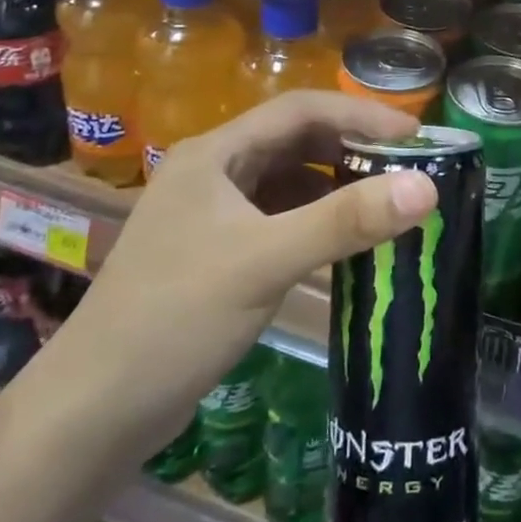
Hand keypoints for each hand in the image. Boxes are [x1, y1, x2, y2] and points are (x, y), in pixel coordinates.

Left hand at [45, 92, 438, 450]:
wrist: (92, 412)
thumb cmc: (175, 319)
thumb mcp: (266, 262)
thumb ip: (346, 221)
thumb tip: (428, 187)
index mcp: (215, 154)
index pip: (300, 110)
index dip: (360, 115)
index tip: (415, 136)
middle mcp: (213, 172)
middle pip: (295, 141)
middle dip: (352, 148)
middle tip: (408, 168)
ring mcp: (212, 213)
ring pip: (288, 181)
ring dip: (336, 185)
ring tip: (387, 201)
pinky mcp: (216, 252)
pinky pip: (279, 218)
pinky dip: (316, 220)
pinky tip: (345, 241)